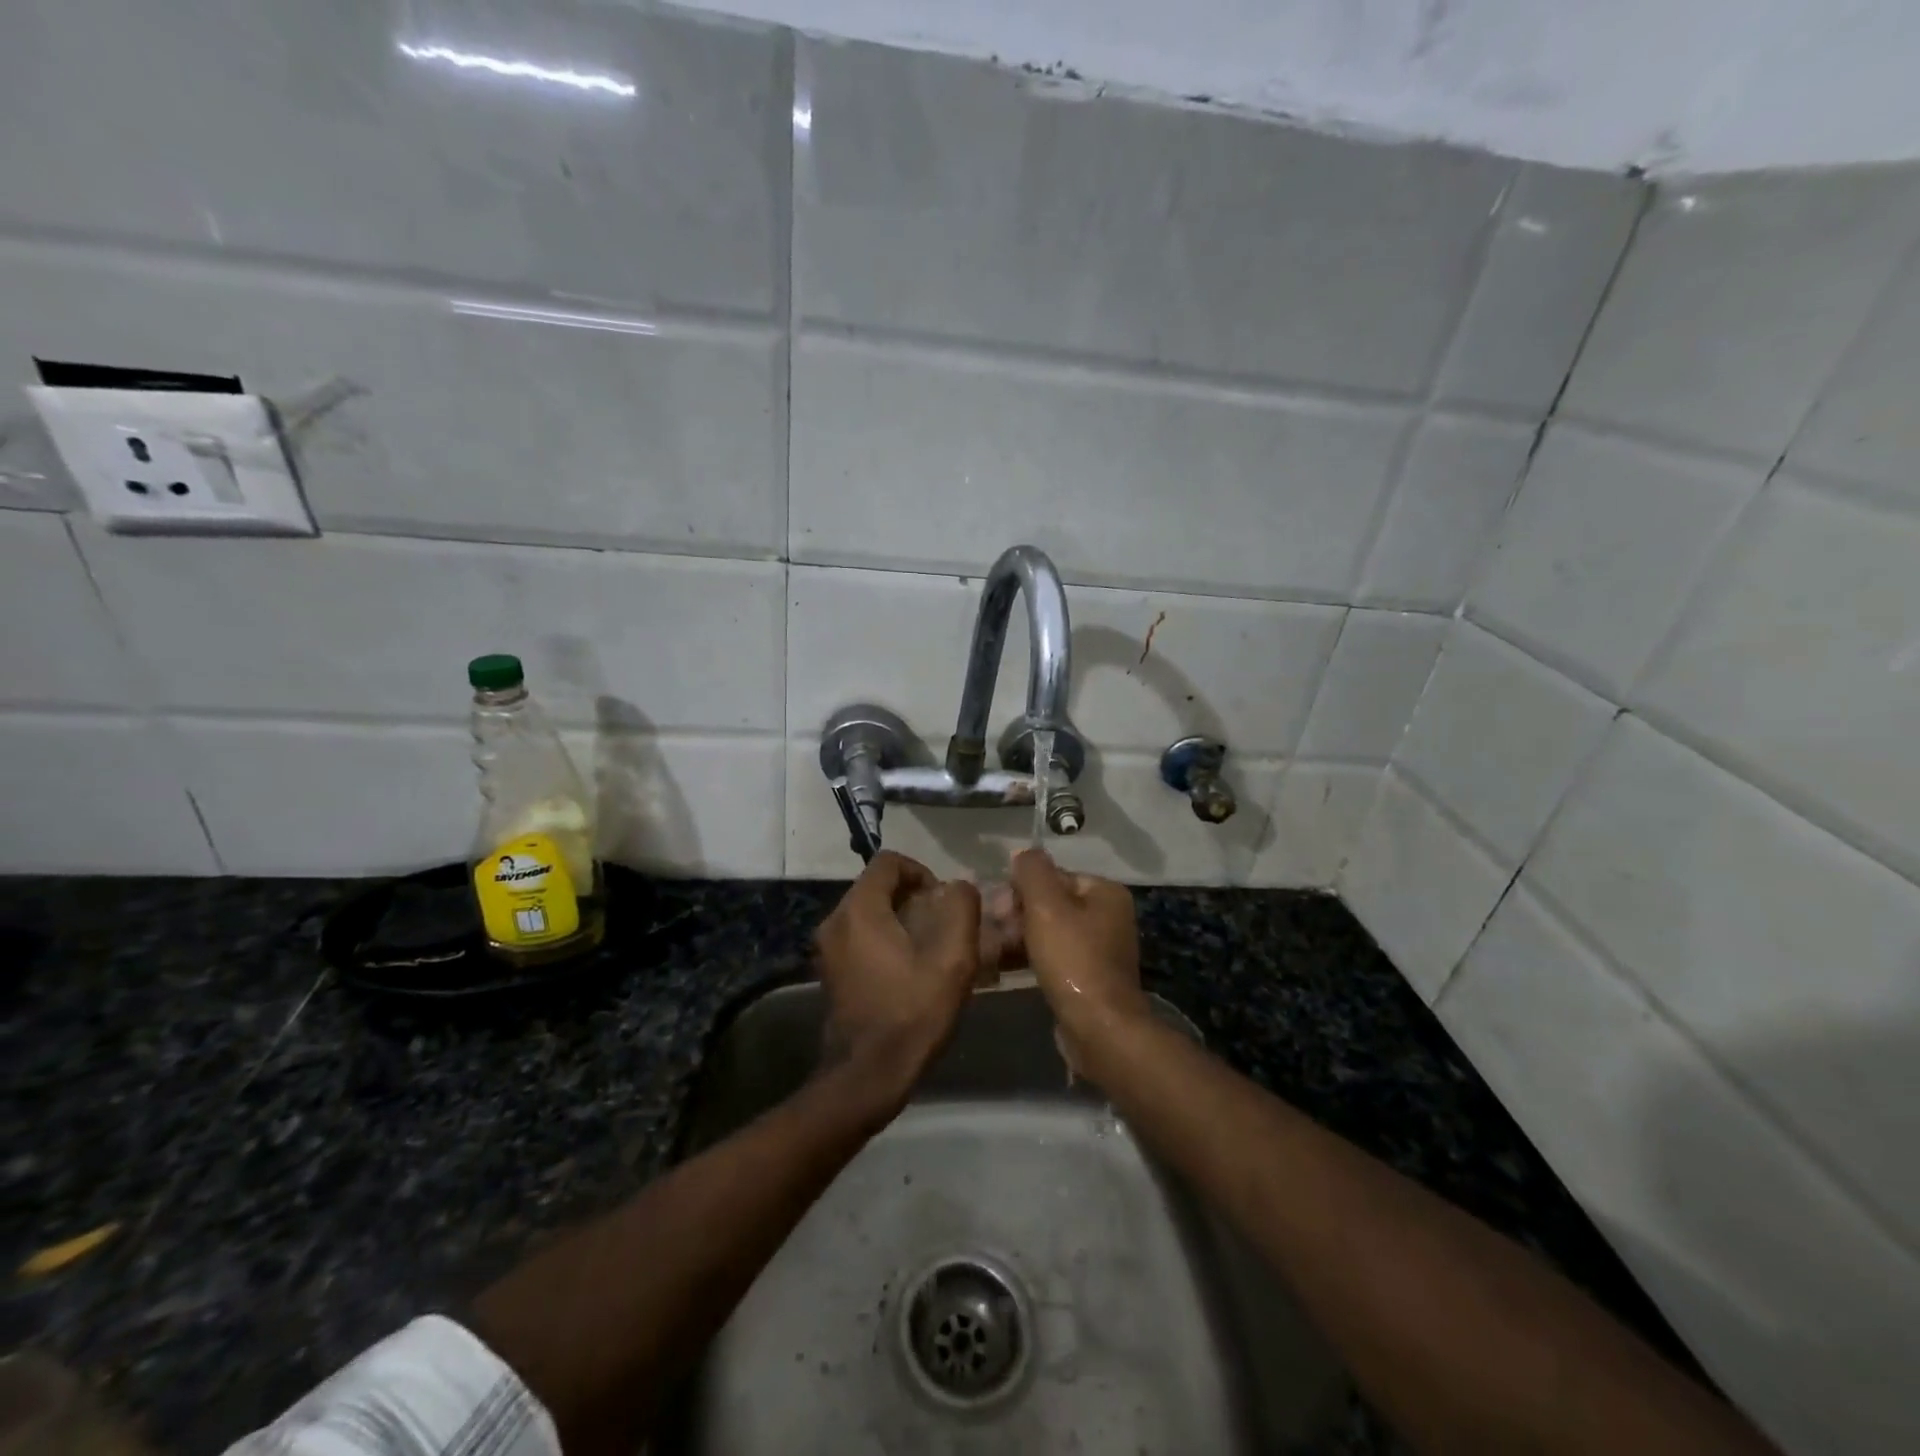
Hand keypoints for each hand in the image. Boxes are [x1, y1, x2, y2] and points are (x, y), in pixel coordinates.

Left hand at [815, 851, 981, 1105]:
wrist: (867, 1076)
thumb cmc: (912, 1013)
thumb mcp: (953, 959)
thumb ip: (962, 909)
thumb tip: (959, 886)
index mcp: (860, 909)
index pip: (889, 861)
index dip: (922, 872)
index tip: (943, 901)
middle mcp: (835, 920)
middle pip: (878, 886)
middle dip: (913, 897)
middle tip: (942, 926)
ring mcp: (827, 948)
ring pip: (869, 912)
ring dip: (900, 919)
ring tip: (930, 949)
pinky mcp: (829, 971)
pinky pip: (859, 936)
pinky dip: (884, 939)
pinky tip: (908, 970)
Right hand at [1010, 849, 1150, 1074]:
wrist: (1099, 1028)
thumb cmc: (1073, 960)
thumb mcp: (1046, 906)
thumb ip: (1033, 871)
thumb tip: (1024, 853)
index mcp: (1105, 892)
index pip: (1053, 876)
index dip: (1020, 889)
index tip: (997, 909)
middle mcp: (1108, 915)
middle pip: (1051, 903)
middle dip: (1018, 914)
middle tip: (994, 931)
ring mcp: (1100, 948)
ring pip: (1049, 931)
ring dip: (1020, 937)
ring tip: (993, 950)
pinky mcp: (1089, 976)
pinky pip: (1055, 956)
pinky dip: (1031, 957)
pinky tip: (1006, 966)